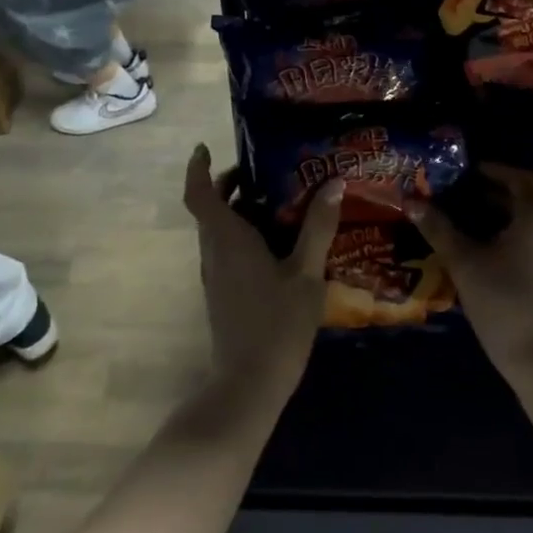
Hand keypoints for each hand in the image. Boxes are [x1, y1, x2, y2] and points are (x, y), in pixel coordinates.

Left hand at [183, 144, 341, 395]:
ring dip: (236, 211)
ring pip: (217, 231)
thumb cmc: (278, 324)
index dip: (198, 168)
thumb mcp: (307, 273)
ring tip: (277, 202)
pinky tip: (276, 244)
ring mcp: (215, 275)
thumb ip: (318, 228)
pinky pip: (225, 251)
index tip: (205, 147)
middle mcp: (214, 252)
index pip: (199, 194)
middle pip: (209, 209)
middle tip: (261, 172)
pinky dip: (241, 234)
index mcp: (228, 239)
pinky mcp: (221, 293)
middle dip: (227, 185)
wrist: (248, 384)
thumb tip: (334, 183)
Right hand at [408, 166, 532, 375]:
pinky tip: (496, 255)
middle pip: (529, 200)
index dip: (493, 171)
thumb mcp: (464, 261)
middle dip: (497, 194)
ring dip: (508, 218)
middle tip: (465, 196)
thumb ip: (439, 228)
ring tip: (475, 225)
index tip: (468, 172)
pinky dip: (520, 239)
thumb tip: (412, 202)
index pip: (518, 178)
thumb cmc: (503, 300)